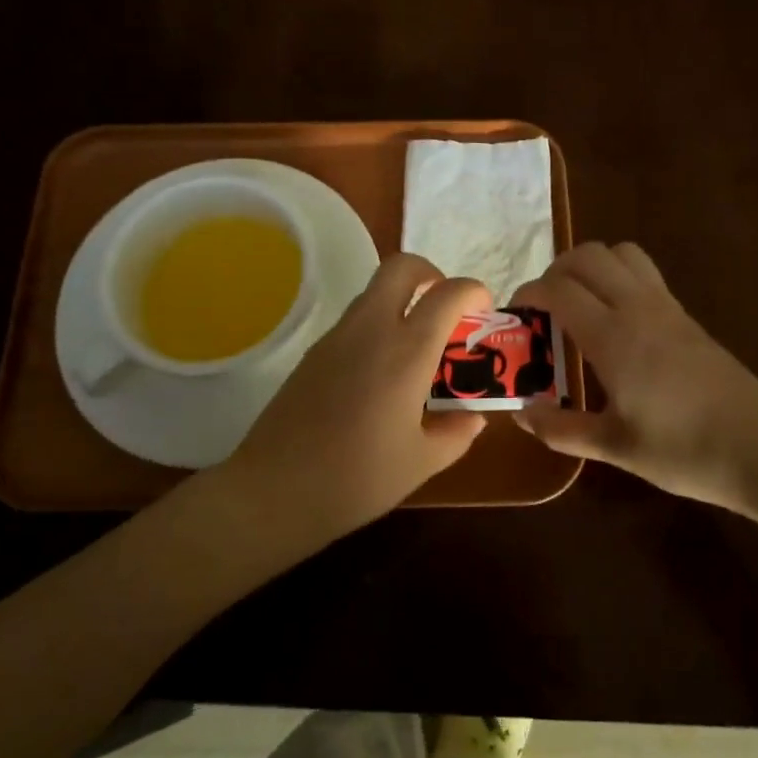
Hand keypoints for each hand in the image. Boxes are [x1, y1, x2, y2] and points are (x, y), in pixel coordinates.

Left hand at [219, 254, 490, 543]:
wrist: (273, 491)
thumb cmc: (356, 479)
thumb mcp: (421, 463)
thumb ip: (457, 433)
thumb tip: (474, 416)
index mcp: (406, 351)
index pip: (448, 293)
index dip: (474, 292)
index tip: (484, 313)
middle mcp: (371, 329)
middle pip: (402, 267)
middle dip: (432, 274)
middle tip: (447, 310)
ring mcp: (336, 337)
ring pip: (375, 291)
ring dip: (403, 300)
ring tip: (419, 347)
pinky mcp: (314, 352)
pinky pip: (355, 319)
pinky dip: (378, 325)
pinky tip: (382, 373)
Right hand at [512, 242, 757, 518]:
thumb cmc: (684, 451)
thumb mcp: (614, 448)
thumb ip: (561, 428)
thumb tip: (520, 414)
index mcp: (613, 336)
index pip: (559, 288)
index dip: (529, 293)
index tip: (515, 316)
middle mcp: (638, 308)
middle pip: (588, 255)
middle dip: (555, 271)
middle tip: (544, 309)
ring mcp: (667, 307)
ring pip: (620, 253)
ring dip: (590, 266)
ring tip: (578, 306)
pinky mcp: (687, 316)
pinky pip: (644, 273)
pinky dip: (617, 277)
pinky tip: (615, 323)